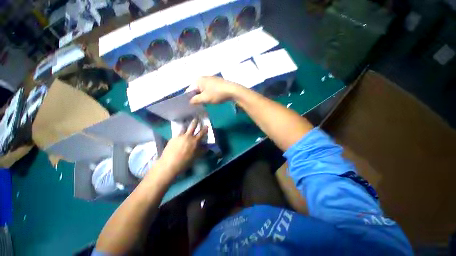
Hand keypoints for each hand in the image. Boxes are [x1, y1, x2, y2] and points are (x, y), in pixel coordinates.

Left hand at [154, 119, 207, 177]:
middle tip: (197, 118)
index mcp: (194, 142)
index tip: (207, 125)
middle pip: (192, 127)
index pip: (201, 133)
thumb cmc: (184, 163)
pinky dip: (180, 132)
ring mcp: (179, 136)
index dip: (205, 129)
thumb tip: (205, 147)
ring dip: (186, 126)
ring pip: (184, 128)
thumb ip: (200, 151)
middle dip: (195, 122)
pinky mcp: (172, 138)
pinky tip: (180, 134)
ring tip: (187, 123)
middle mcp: (187, 136)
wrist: (169, 164)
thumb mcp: (194, 158)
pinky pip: (178, 133)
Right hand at [190, 76, 241, 104]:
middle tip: (195, 106)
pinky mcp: (216, 82)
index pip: (189, 90)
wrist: (233, 91)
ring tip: (202, 104)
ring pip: (202, 89)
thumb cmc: (217, 93)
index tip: (190, 106)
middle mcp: (203, 78)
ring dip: (202, 96)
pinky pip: (208, 89)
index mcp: (198, 80)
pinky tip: (209, 100)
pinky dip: (207, 94)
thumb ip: (195, 100)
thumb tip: (190, 102)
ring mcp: (210, 79)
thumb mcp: (204, 98)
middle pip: (196, 89)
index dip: (188, 98)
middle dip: (195, 97)